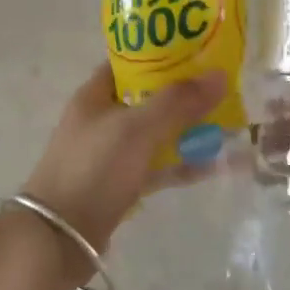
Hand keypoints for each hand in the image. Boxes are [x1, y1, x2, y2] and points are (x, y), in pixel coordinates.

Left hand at [19, 63, 228, 255]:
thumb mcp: (136, 129)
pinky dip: (183, 164)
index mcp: (95, 95)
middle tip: (224, 89)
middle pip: (148, 98)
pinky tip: (216, 163)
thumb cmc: (94, 169)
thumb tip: (220, 75)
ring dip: (188, 130)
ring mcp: (111, 154)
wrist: (60, 237)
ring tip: (230, 124)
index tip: (200, 52)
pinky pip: (158, 167)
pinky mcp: (122, 185)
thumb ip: (178, 103)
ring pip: (157, 134)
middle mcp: (102, 120)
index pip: (130, 62)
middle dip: (184, 95)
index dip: (163, 54)